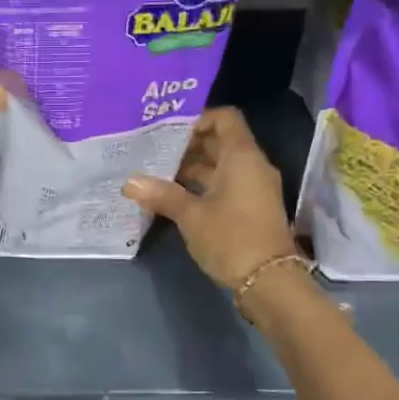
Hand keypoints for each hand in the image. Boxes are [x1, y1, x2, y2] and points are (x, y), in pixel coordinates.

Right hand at [123, 107, 298, 290]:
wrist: (269, 281)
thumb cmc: (231, 237)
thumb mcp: (191, 215)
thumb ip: (162, 194)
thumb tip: (129, 182)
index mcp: (242, 156)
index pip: (225, 118)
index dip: (198, 118)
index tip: (169, 130)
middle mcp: (252, 166)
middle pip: (220, 142)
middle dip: (188, 145)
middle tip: (154, 151)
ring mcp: (254, 188)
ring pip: (221, 166)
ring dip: (192, 168)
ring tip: (157, 173)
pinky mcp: (251, 208)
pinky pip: (225, 185)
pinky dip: (202, 186)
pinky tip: (174, 196)